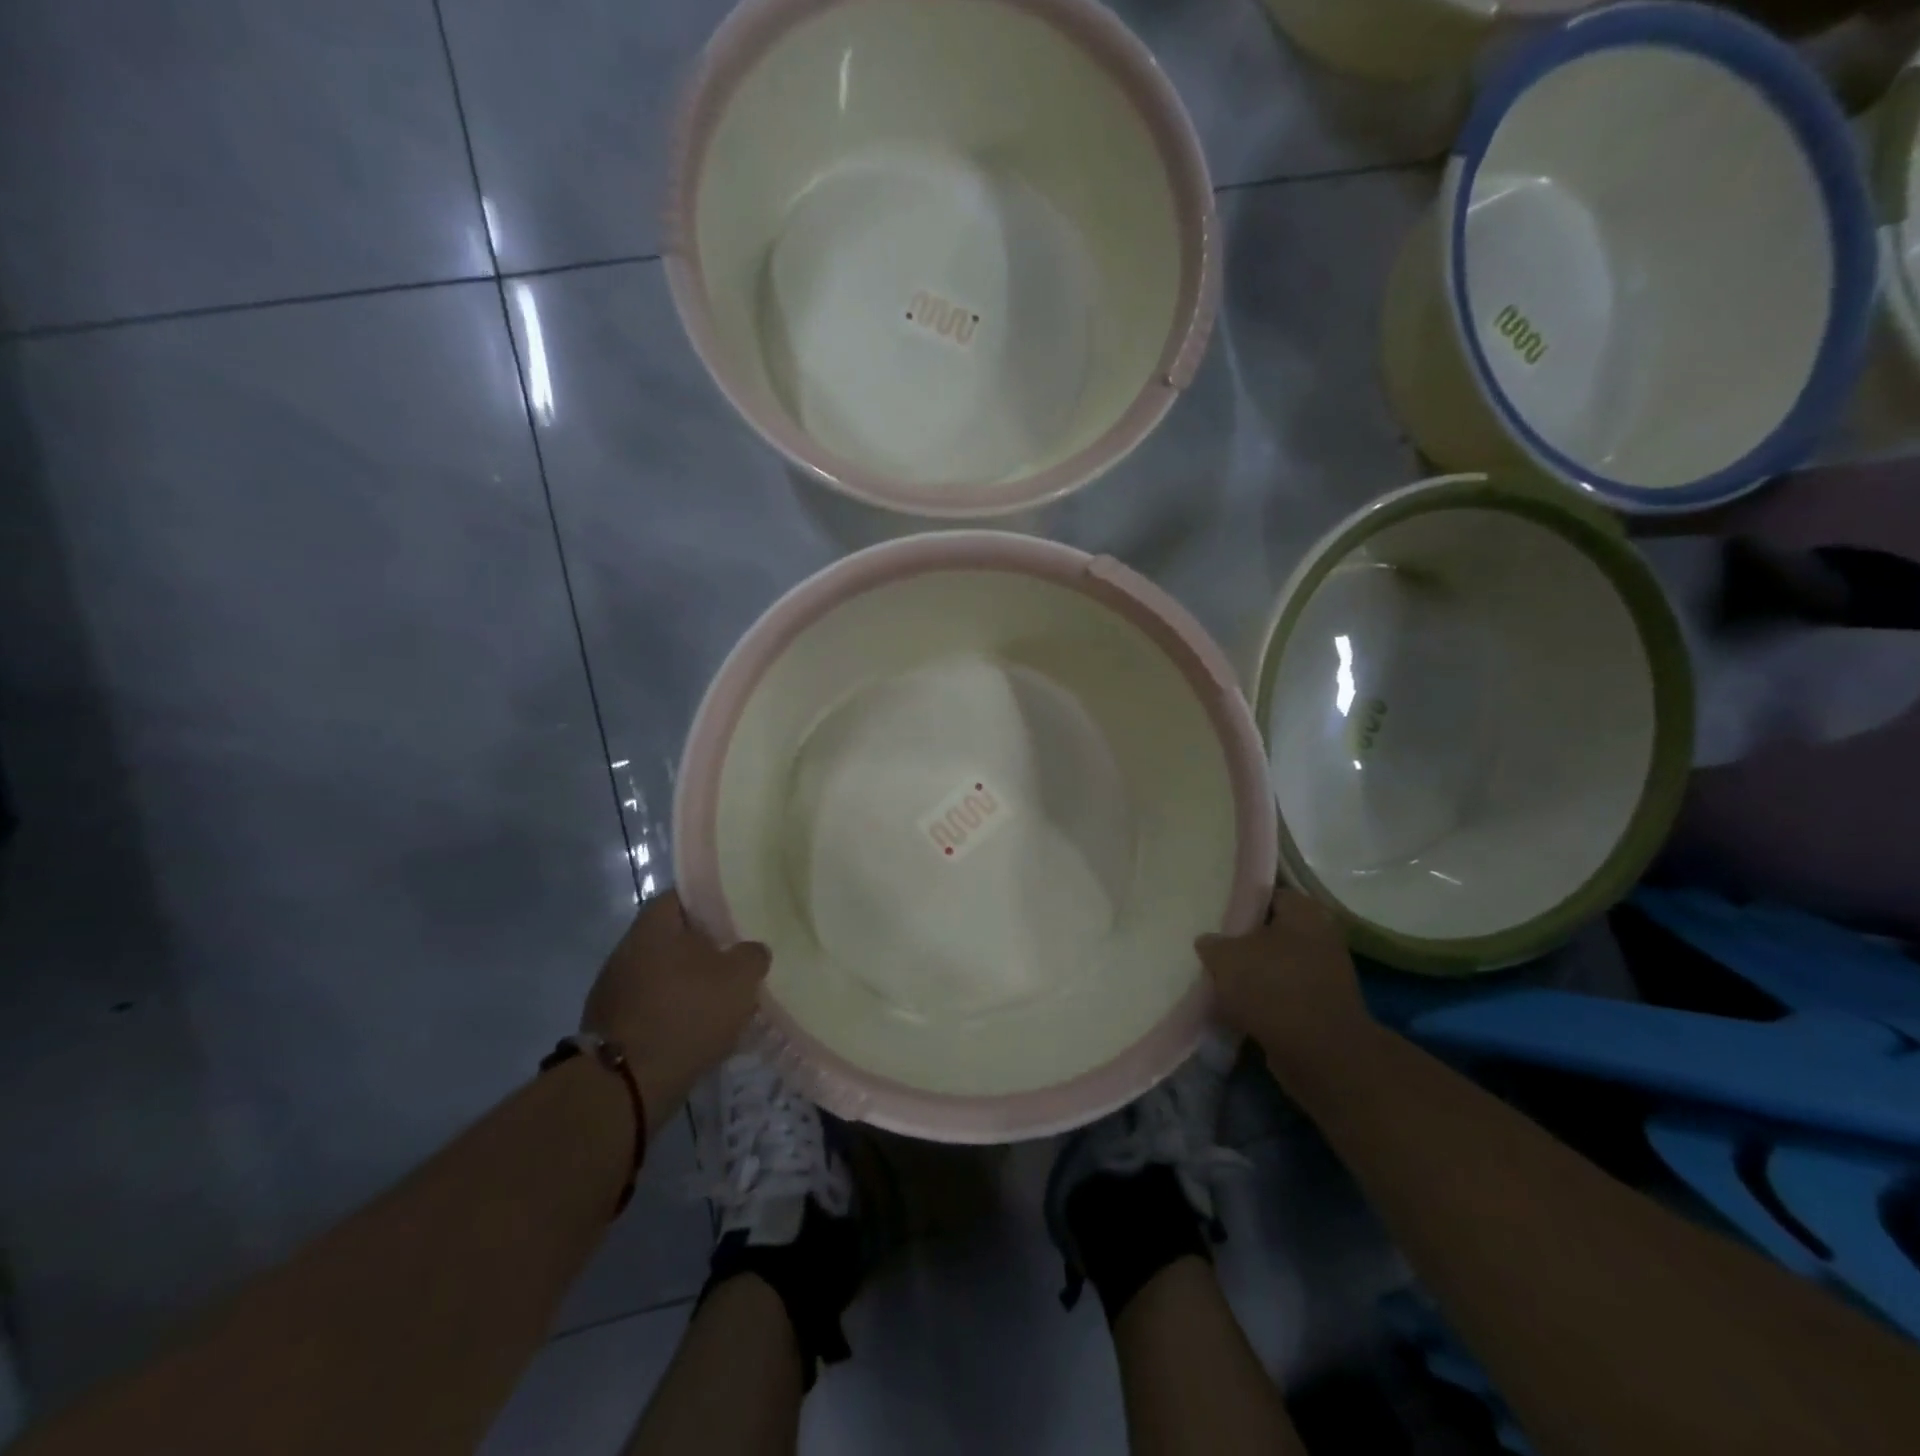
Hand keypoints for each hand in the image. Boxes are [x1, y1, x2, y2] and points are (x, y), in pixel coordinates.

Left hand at [581, 890, 769, 1132]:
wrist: (625, 1085)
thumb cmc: (687, 1013)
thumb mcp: (740, 977)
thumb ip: (752, 955)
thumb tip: (751, 951)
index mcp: (654, 925)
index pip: (683, 896)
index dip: (712, 903)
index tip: (737, 916)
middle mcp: (627, 949)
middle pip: (673, 938)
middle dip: (703, 948)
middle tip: (736, 959)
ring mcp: (614, 990)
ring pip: (662, 975)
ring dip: (688, 984)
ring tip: (722, 999)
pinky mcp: (611, 1027)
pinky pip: (651, 1008)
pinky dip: (673, 1014)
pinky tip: (697, 1031)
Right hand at [1197, 886, 1372, 1077]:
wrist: (1321, 1055)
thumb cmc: (1273, 988)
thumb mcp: (1226, 957)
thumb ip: (1212, 944)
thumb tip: (1208, 942)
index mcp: (1304, 913)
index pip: (1268, 894)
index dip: (1240, 900)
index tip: (1216, 911)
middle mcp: (1320, 938)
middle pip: (1272, 932)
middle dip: (1244, 941)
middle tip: (1212, 947)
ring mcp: (1325, 976)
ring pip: (1276, 966)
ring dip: (1252, 975)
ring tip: (1218, 979)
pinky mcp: (1321, 1010)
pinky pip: (1283, 996)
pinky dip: (1262, 1002)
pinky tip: (1234, 1008)